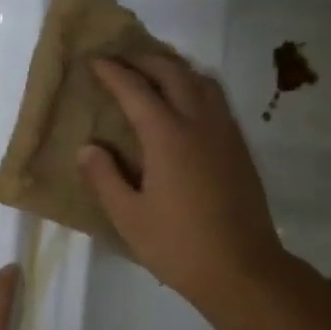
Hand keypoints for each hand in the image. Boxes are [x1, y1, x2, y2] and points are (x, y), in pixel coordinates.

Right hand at [77, 55, 285, 306]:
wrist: (242, 269)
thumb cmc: (178, 245)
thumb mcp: (129, 217)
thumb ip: (104, 178)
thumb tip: (88, 148)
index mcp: (167, 137)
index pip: (135, 90)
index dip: (113, 72)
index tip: (95, 61)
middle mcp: (199, 123)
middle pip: (173, 73)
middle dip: (145, 61)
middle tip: (122, 61)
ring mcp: (225, 133)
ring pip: (202, 81)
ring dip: (176, 69)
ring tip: (155, 75)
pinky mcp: (240, 148)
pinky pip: (218, 101)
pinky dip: (197, 88)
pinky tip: (187, 105)